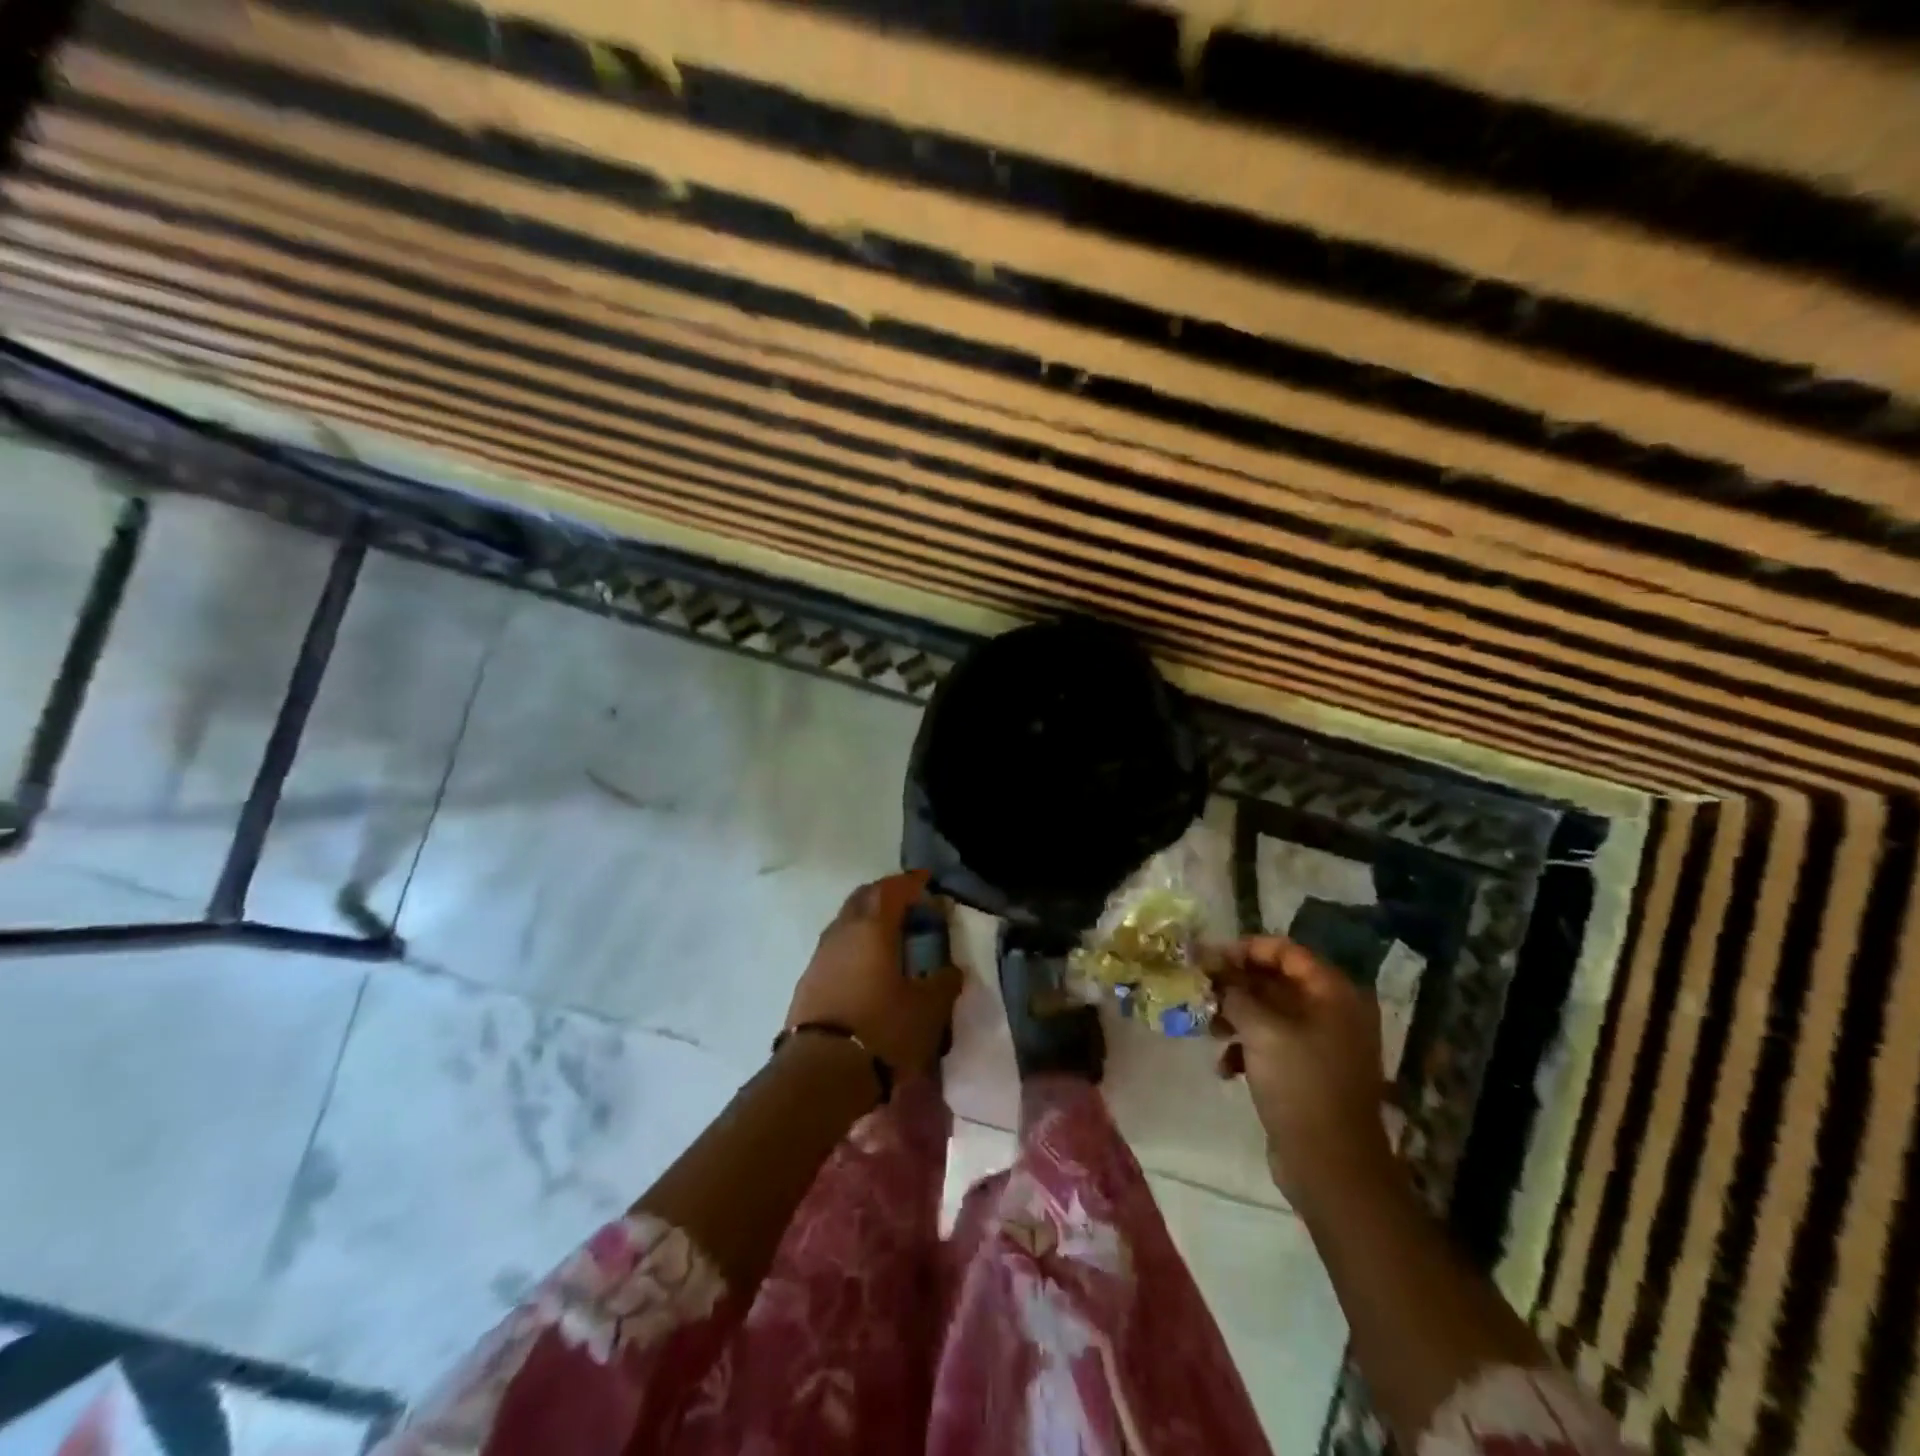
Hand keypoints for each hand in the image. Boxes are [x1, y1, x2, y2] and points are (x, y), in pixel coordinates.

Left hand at [786, 871, 962, 1078]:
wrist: (820, 1072)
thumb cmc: (882, 1029)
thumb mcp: (928, 1009)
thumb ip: (944, 983)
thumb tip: (951, 970)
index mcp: (873, 927)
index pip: (892, 889)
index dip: (911, 882)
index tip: (927, 881)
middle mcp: (843, 931)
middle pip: (863, 898)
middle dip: (886, 895)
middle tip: (909, 904)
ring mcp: (820, 955)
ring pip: (846, 922)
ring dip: (868, 921)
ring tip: (890, 937)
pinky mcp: (808, 981)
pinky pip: (836, 948)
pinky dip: (855, 946)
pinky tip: (868, 967)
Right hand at [1212, 937, 1394, 1202]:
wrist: (1331, 1166)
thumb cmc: (1300, 1085)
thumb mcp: (1261, 1031)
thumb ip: (1236, 994)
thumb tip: (1216, 977)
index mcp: (1332, 993)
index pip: (1285, 951)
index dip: (1245, 949)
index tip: (1208, 958)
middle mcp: (1332, 1012)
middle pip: (1276, 981)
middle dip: (1235, 984)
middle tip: (1198, 988)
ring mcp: (1322, 1044)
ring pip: (1270, 1013)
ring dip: (1235, 1016)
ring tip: (1206, 1027)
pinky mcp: (1308, 1072)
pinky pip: (1272, 1044)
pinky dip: (1247, 1048)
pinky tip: (1225, 1067)